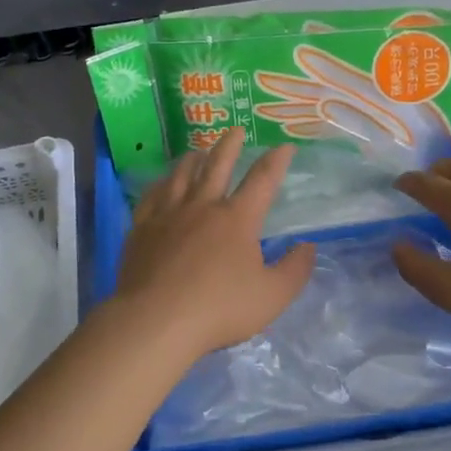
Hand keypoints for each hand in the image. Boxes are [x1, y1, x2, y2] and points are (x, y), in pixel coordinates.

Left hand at [113, 133, 316, 357]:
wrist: (156, 321)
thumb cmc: (219, 309)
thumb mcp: (272, 296)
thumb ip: (295, 270)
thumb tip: (308, 246)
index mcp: (237, 219)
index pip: (262, 180)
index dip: (276, 160)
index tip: (284, 145)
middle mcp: (203, 206)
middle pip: (217, 165)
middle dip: (230, 145)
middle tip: (235, 129)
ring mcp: (168, 215)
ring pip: (182, 175)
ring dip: (193, 159)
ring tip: (197, 150)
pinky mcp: (142, 228)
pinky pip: (152, 196)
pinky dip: (161, 183)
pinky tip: (161, 183)